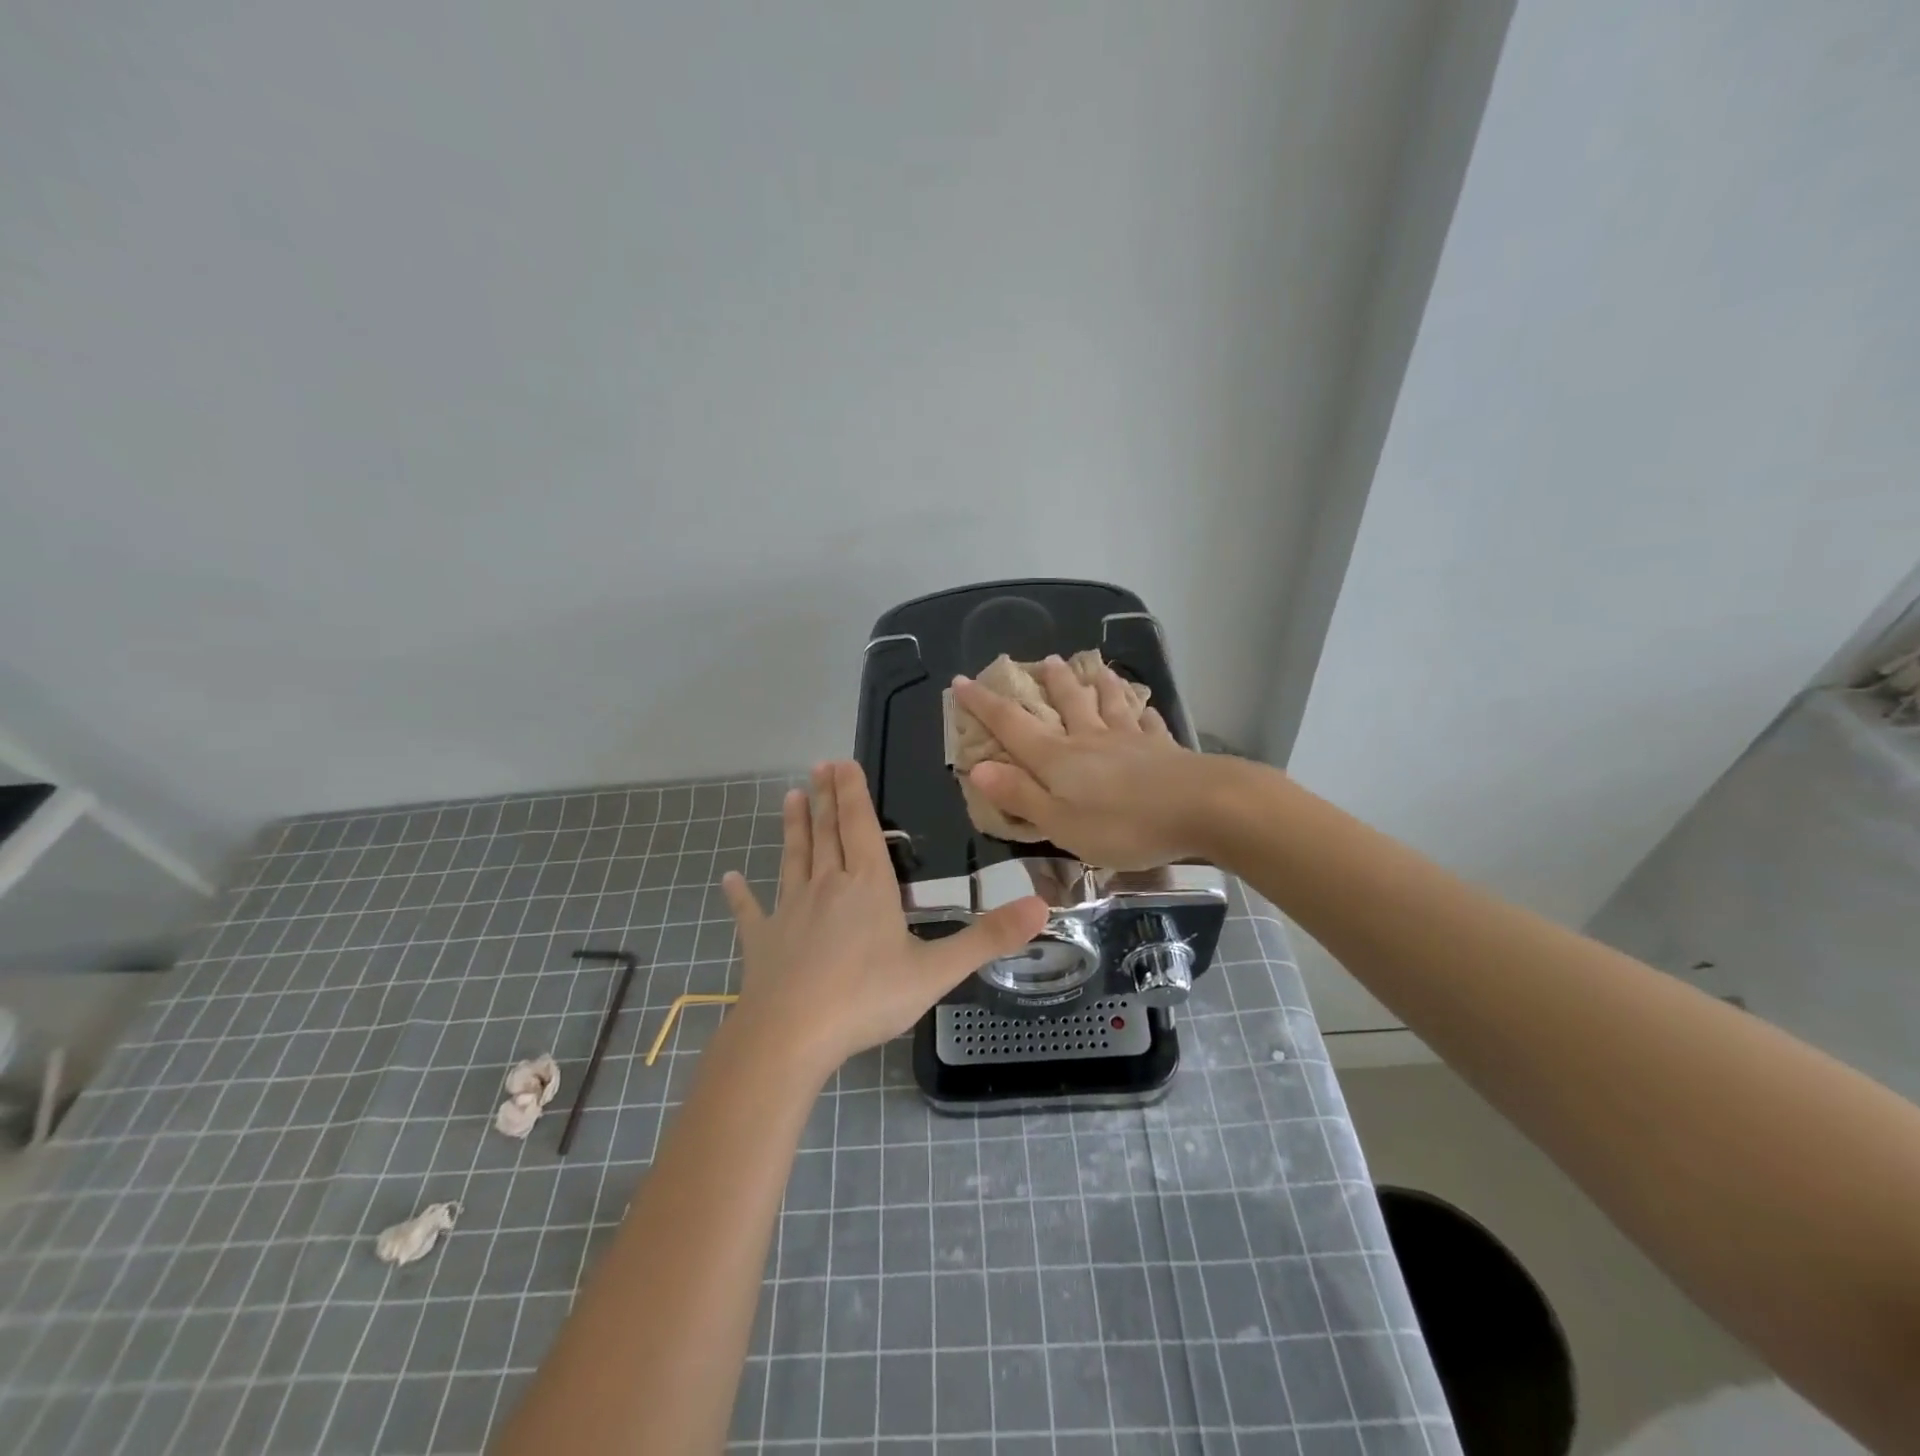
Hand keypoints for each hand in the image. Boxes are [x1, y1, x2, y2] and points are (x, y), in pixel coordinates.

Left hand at [720, 761, 1047, 1079]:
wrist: (790, 1036)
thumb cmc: (866, 998)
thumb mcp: (936, 971)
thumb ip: (987, 938)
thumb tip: (1042, 906)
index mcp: (867, 886)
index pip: (860, 826)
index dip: (852, 793)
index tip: (841, 761)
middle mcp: (826, 886)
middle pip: (826, 832)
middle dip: (824, 798)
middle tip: (817, 767)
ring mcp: (789, 911)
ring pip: (793, 858)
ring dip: (793, 828)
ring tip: (788, 798)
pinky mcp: (762, 941)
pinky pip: (751, 911)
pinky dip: (740, 894)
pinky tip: (727, 879)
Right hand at [952, 658, 1213, 869]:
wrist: (1202, 808)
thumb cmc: (1123, 824)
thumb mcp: (1061, 822)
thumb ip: (1021, 795)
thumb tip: (977, 768)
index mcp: (1059, 759)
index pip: (1012, 725)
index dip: (984, 704)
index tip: (962, 680)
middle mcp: (1090, 739)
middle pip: (1066, 703)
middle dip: (1050, 684)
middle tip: (1042, 661)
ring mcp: (1130, 740)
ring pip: (1108, 702)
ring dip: (1096, 683)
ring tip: (1092, 665)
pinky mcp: (1164, 748)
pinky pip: (1147, 722)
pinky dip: (1141, 710)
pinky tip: (1143, 707)